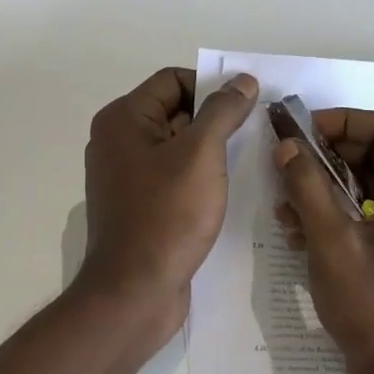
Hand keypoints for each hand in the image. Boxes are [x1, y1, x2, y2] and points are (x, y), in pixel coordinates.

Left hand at [78, 67, 258, 340]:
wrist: (135, 293)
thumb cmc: (166, 216)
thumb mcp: (201, 154)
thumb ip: (223, 111)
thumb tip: (243, 80)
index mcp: (124, 119)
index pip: (173, 80)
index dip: (211, 87)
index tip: (248, 106)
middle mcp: (118, 141)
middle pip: (175, 111)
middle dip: (215, 119)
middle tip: (256, 133)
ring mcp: (126, 176)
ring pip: (177, 146)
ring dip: (211, 150)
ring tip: (249, 160)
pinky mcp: (138, 205)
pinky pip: (173, 176)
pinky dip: (199, 177)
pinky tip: (229, 190)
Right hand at [275, 109, 373, 373]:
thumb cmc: (372, 308)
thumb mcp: (331, 242)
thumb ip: (307, 186)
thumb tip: (286, 145)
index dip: (344, 122)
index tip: (303, 132)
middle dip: (330, 157)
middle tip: (288, 164)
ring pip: (373, 187)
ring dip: (329, 188)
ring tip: (287, 203)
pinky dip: (340, 214)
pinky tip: (300, 231)